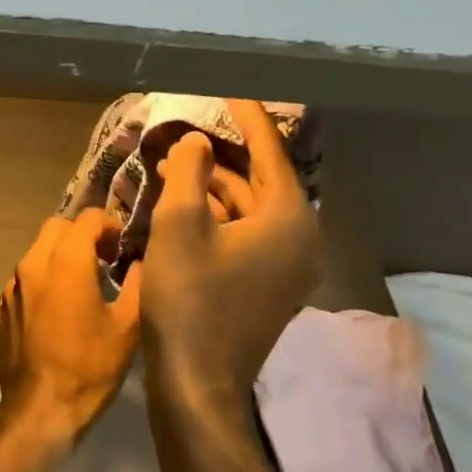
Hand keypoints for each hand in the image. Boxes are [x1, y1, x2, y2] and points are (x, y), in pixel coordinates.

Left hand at [0, 211, 142, 439]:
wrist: (40, 409)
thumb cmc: (89, 366)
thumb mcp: (127, 326)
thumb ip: (138, 284)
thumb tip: (141, 263)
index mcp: (65, 261)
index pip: (87, 218)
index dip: (110, 225)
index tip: (123, 246)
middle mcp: (32, 264)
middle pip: (56, 227)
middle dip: (81, 234)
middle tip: (104, 257)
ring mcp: (11, 287)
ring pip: (36, 252)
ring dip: (59, 256)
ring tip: (81, 284)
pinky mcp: (0, 309)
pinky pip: (24, 281)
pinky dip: (42, 282)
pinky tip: (57, 311)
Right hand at [139, 101, 323, 410]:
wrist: (197, 381)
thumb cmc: (189, 298)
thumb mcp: (180, 225)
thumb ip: (189, 173)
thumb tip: (197, 141)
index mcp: (288, 219)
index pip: (271, 153)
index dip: (248, 118)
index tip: (231, 90)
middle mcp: (300, 239)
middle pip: (261, 181)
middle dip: (221, 155)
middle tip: (186, 130)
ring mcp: (288, 267)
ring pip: (251, 209)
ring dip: (213, 187)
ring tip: (170, 164)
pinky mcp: (269, 286)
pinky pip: (248, 234)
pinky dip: (218, 216)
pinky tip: (183, 205)